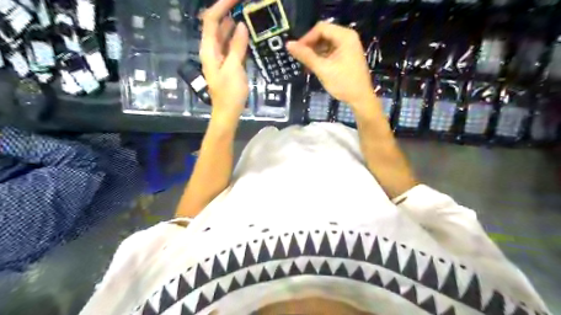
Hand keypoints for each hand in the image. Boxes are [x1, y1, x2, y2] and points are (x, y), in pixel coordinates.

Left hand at [200, 0, 246, 127]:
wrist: (227, 112)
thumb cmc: (229, 93)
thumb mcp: (234, 68)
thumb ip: (237, 46)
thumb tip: (242, 26)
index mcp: (208, 49)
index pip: (211, 20)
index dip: (222, 5)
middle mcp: (211, 50)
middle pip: (216, 24)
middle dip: (228, 11)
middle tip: (244, 5)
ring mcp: (219, 57)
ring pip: (224, 34)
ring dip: (233, 23)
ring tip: (247, 14)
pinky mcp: (227, 63)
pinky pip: (230, 45)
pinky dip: (237, 38)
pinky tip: (246, 34)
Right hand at [286, 22, 373, 108]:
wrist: (361, 99)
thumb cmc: (343, 83)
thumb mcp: (323, 69)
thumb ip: (306, 56)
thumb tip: (288, 45)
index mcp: (345, 36)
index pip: (320, 28)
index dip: (306, 38)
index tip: (296, 51)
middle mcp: (347, 37)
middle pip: (323, 34)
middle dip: (310, 45)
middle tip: (299, 58)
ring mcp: (348, 47)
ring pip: (326, 43)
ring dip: (315, 52)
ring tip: (305, 64)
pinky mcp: (347, 56)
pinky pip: (331, 51)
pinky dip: (321, 57)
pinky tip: (314, 66)